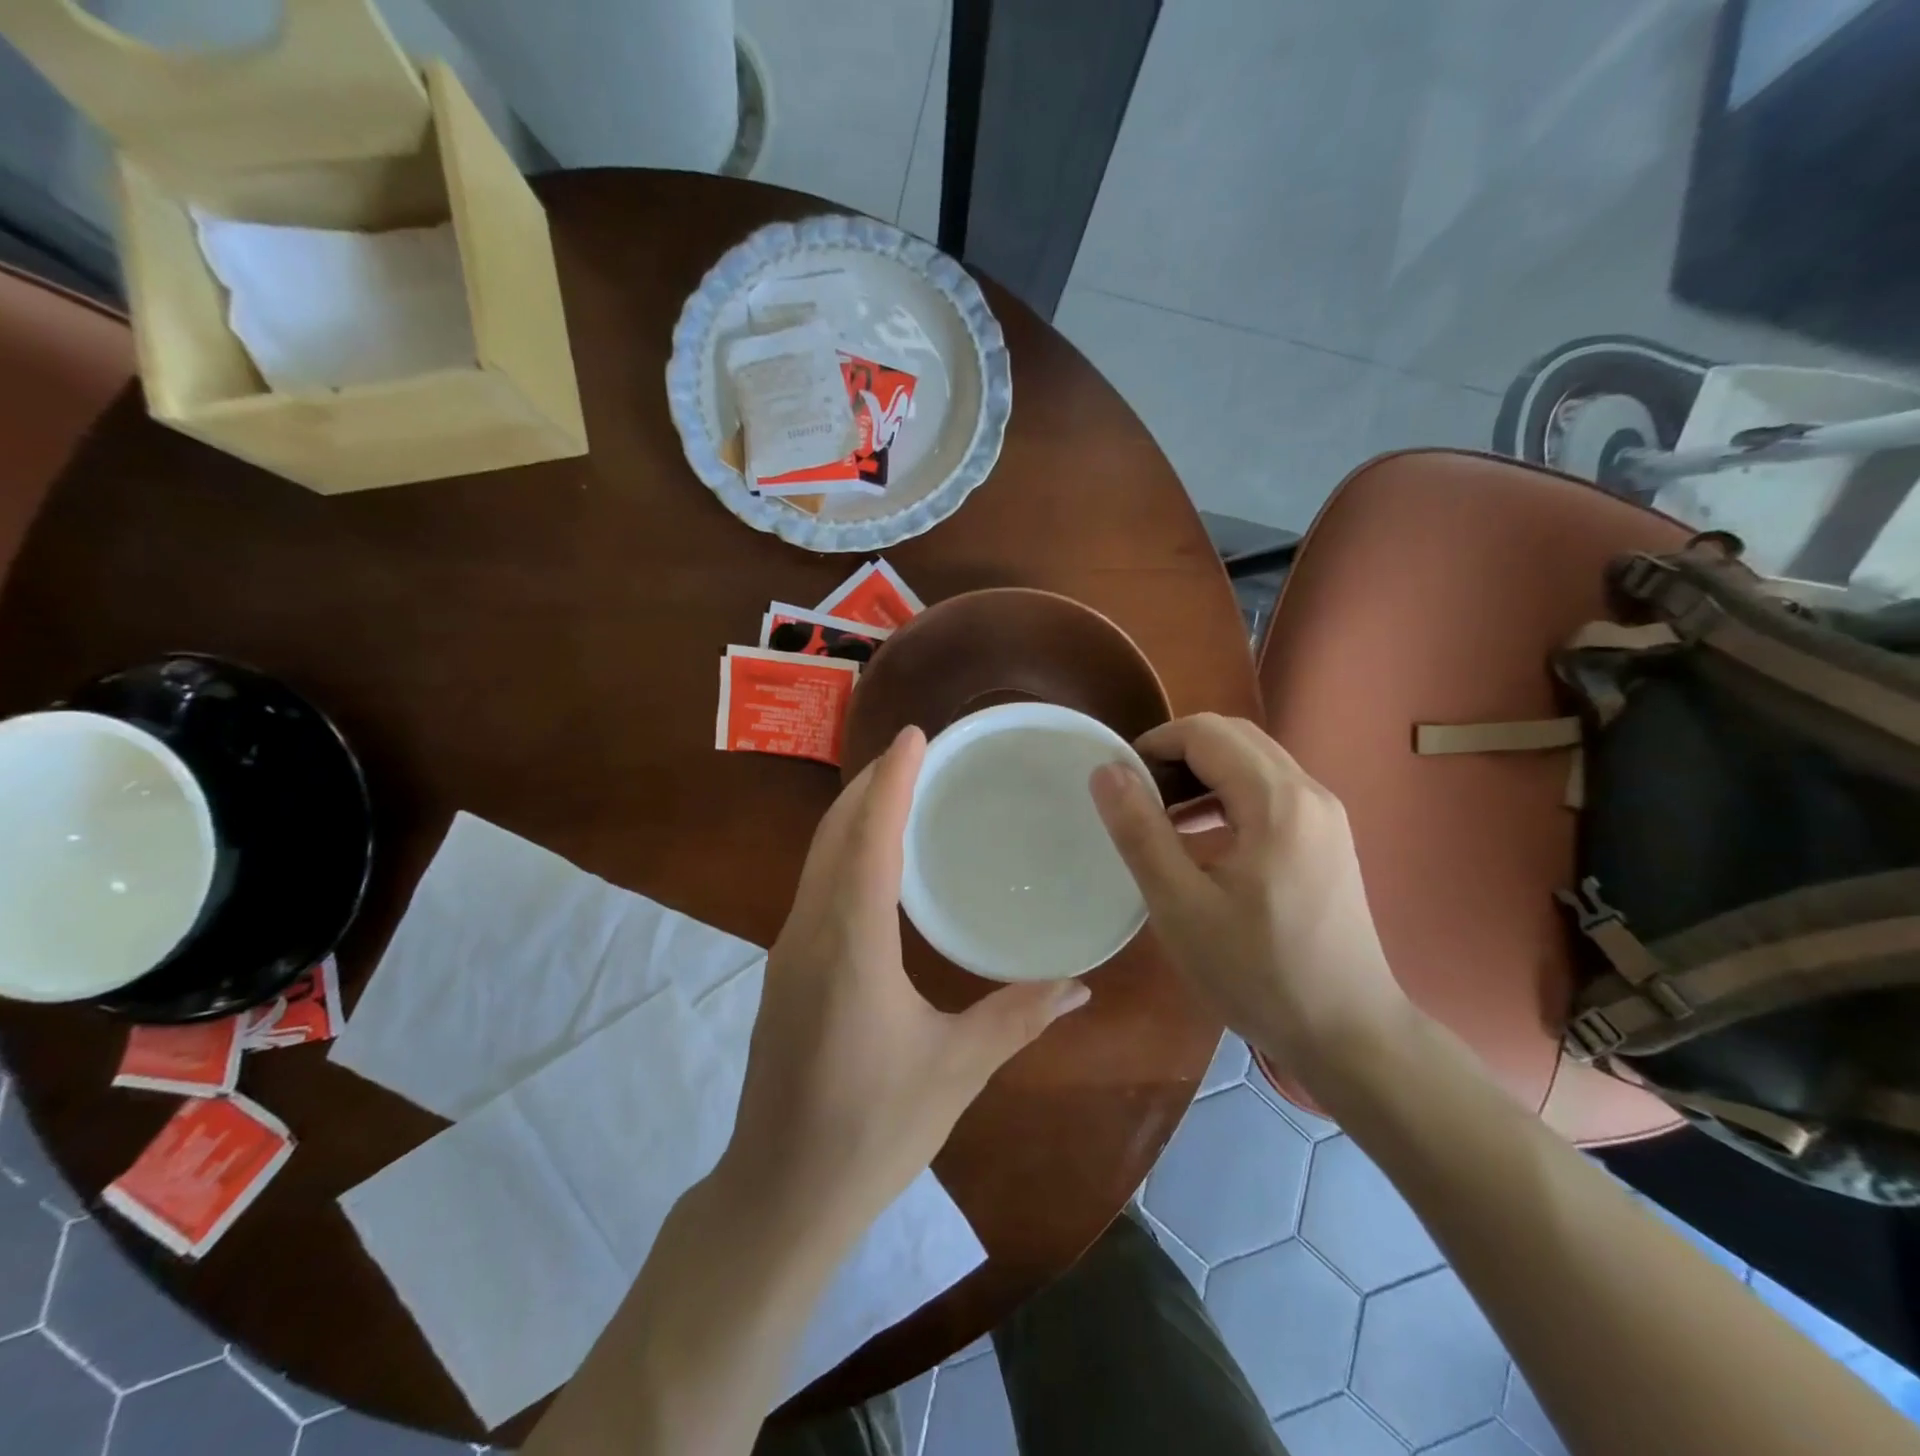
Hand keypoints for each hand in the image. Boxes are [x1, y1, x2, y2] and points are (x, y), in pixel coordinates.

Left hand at [723, 725, 1090, 1232]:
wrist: (779, 1194)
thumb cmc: (871, 1130)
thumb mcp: (956, 1070)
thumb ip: (1018, 1017)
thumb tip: (1080, 983)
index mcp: (852, 945)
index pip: (869, 839)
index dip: (893, 781)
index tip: (917, 736)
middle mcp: (811, 932)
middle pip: (834, 834)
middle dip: (870, 785)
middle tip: (916, 752)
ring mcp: (789, 950)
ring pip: (818, 857)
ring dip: (854, 815)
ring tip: (898, 790)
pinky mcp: (786, 971)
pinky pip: (815, 886)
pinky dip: (844, 851)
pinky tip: (874, 862)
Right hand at [1088, 714, 1409, 1091]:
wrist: (1349, 1034)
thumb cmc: (1258, 973)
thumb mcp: (1181, 906)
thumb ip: (1140, 831)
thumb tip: (1107, 770)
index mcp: (1276, 801)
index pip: (1206, 733)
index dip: (1154, 745)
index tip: (1119, 783)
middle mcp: (1309, 792)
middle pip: (1233, 737)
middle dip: (1178, 753)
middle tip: (1138, 797)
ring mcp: (1325, 814)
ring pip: (1254, 761)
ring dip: (1203, 773)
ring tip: (1162, 816)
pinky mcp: (1328, 837)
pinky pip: (1271, 790)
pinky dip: (1229, 795)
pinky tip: (1203, 838)